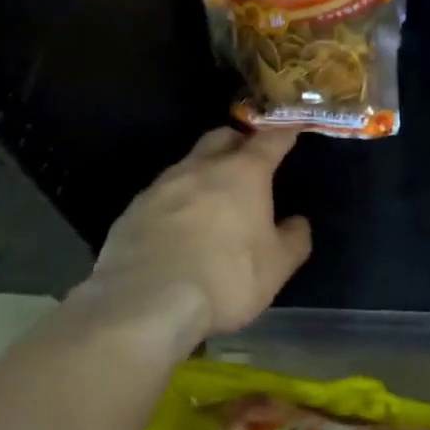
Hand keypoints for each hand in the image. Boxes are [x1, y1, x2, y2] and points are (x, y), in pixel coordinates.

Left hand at [90, 127, 311, 344]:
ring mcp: (161, 185)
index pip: (270, 140)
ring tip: (213, 198)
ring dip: (204, 172)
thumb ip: (293, 238)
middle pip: (222, 137)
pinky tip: (179, 227)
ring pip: (189, 163)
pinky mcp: (133, 209)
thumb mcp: (276, 267)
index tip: (293, 127)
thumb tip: (297, 222)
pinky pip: (162, 194)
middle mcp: (200, 167)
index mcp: (242, 173)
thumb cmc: (225, 278)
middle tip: (249, 157)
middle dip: (238, 141)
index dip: (284, 132)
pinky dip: (177, 201)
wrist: (145, 303)